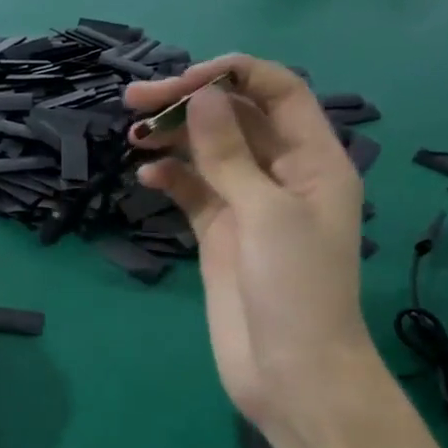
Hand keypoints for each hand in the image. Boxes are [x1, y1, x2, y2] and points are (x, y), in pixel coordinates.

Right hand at [126, 55, 380, 437]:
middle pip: (236, 117)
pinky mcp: (220, 234)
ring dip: (174, 138)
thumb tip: (202, 94)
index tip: (181, 82)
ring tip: (133, 135)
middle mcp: (282, 173)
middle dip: (190, 103)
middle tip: (135, 100)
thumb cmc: (296, 288)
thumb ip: (230, 153)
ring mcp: (248, 204)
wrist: (291, 373)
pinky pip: (193, 192)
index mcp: (314, 159)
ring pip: (209, 152)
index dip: (232, 75)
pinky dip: (170, 179)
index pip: (277, 91)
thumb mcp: (266, 213)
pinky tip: (146, 177)